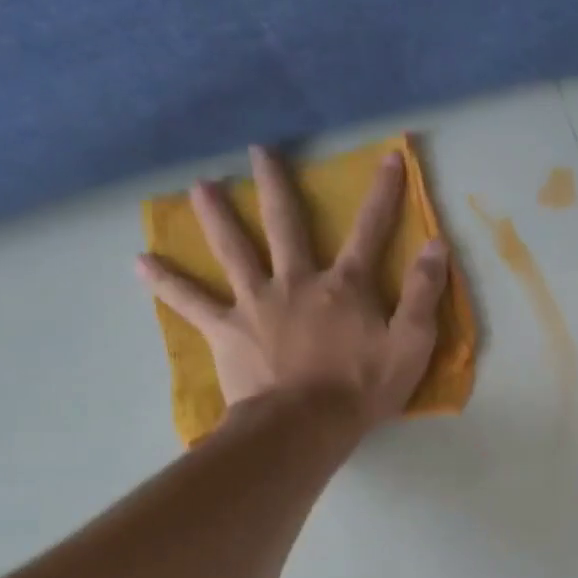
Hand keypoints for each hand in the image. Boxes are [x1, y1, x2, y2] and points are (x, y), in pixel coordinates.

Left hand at [136, 145, 447, 433]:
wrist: (305, 425)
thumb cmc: (363, 388)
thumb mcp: (412, 344)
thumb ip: (423, 293)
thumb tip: (437, 244)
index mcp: (344, 286)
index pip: (370, 231)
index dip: (384, 194)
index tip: (391, 156)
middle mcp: (297, 282)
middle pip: (286, 225)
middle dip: (277, 185)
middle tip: (259, 151)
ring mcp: (257, 303)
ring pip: (233, 250)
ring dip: (217, 216)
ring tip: (199, 187)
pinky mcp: (227, 330)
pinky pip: (191, 302)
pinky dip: (167, 283)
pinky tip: (140, 262)